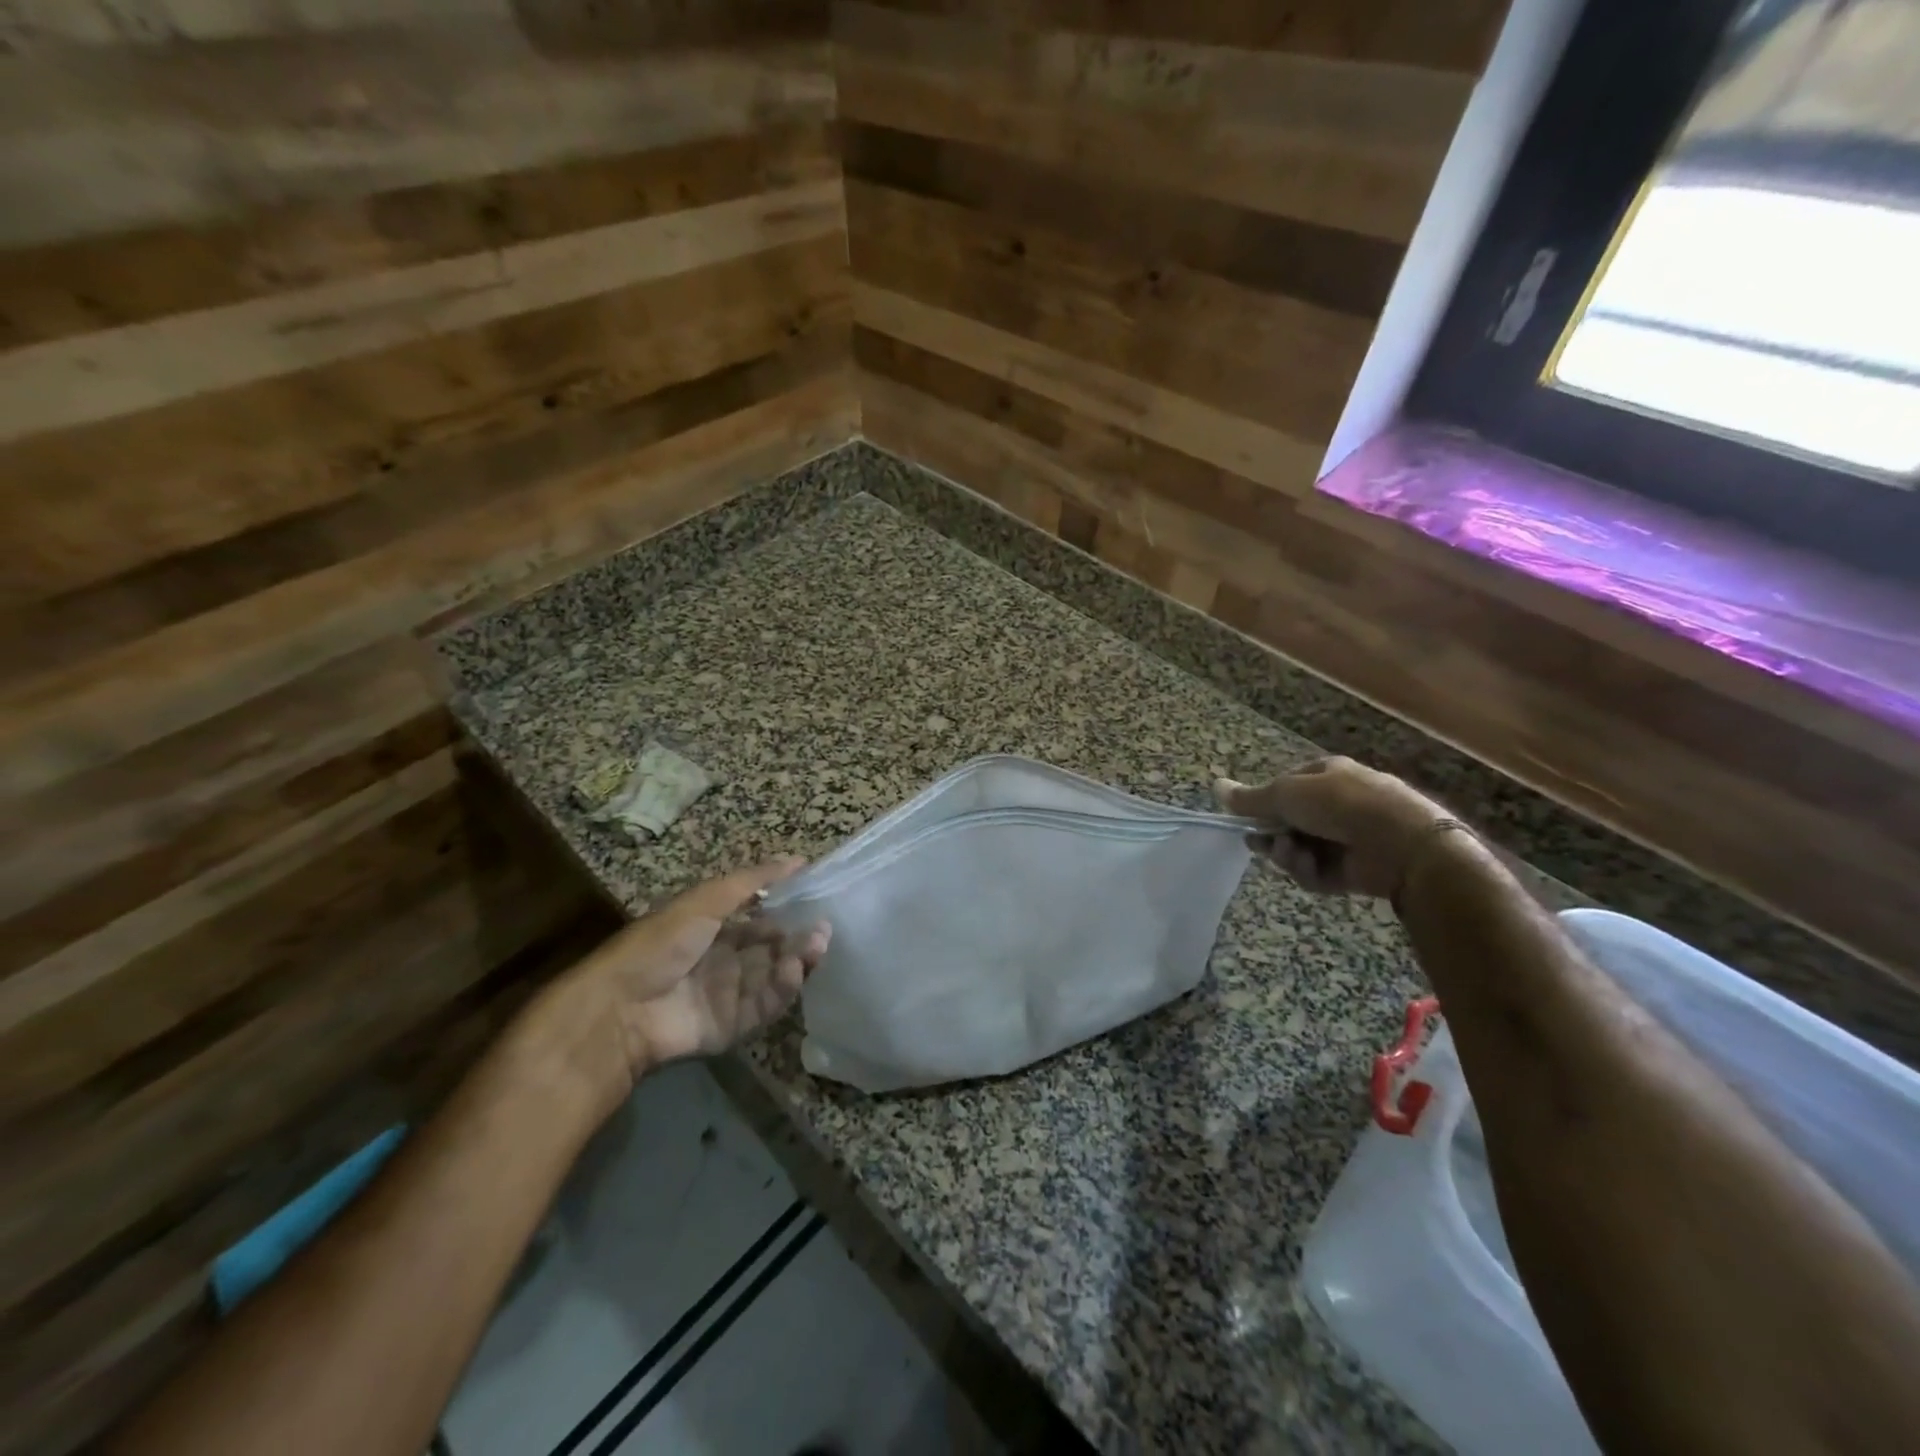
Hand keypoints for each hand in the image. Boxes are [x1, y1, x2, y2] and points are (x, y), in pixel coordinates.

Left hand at [530, 860, 831, 1119]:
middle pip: (772, 950)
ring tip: (816, 945)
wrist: (621, 1007)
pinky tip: (793, 970)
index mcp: (713, 931)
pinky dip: (783, 989)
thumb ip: (753, 880)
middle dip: (798, 938)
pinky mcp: (732, 1027)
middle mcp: (724, 963)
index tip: (815, 901)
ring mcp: (729, 997)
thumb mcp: (705, 900)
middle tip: (824, 927)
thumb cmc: (660, 943)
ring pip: (774, 977)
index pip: (760, 921)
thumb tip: (798, 859)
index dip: (787, 911)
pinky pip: (765, 1007)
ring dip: (798, 960)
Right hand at [1214, 757, 1456, 898]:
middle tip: (1261, 844)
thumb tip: (1215, 786)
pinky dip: (1310, 872)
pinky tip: (1313, 869)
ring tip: (1294, 856)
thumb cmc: (1340, 804)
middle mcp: (1335, 805)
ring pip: (1298, 850)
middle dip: (1272, 836)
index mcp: (1325, 776)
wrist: (1401, 843)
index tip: (1247, 820)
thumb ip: (1250, 798)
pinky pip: (1317, 872)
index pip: (1283, 789)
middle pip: (1287, 824)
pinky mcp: (1353, 870)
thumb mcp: (1286, 793)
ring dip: (1289, 855)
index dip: (1263, 806)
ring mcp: (1345, 838)